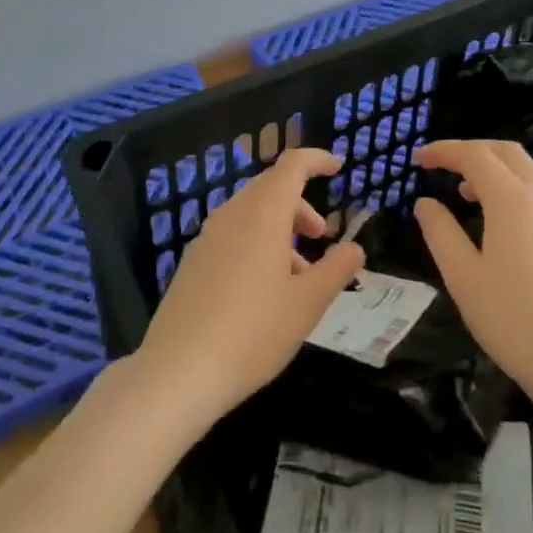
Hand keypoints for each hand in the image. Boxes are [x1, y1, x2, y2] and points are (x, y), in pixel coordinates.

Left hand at [132, 148, 364, 430]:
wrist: (177, 373)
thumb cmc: (252, 333)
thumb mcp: (307, 304)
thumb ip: (336, 270)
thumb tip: (355, 248)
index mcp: (263, 213)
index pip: (292, 165)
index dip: (316, 160)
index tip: (338, 168)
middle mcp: (233, 214)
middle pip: (271, 188)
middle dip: (301, 204)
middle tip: (321, 236)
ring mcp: (207, 237)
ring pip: (251, 213)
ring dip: (280, 228)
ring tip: (298, 274)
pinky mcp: (192, 261)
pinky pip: (232, 234)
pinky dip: (257, 243)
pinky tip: (264, 290)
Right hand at [413, 139, 532, 408]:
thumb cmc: (515, 319)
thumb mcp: (463, 277)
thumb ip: (440, 232)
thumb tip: (425, 203)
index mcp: (511, 198)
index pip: (474, 154)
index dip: (443, 151)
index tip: (417, 159)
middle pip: (505, 151)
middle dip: (471, 151)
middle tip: (441, 168)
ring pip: (526, 170)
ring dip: (493, 169)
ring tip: (465, 194)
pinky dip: (512, 189)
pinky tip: (499, 223)